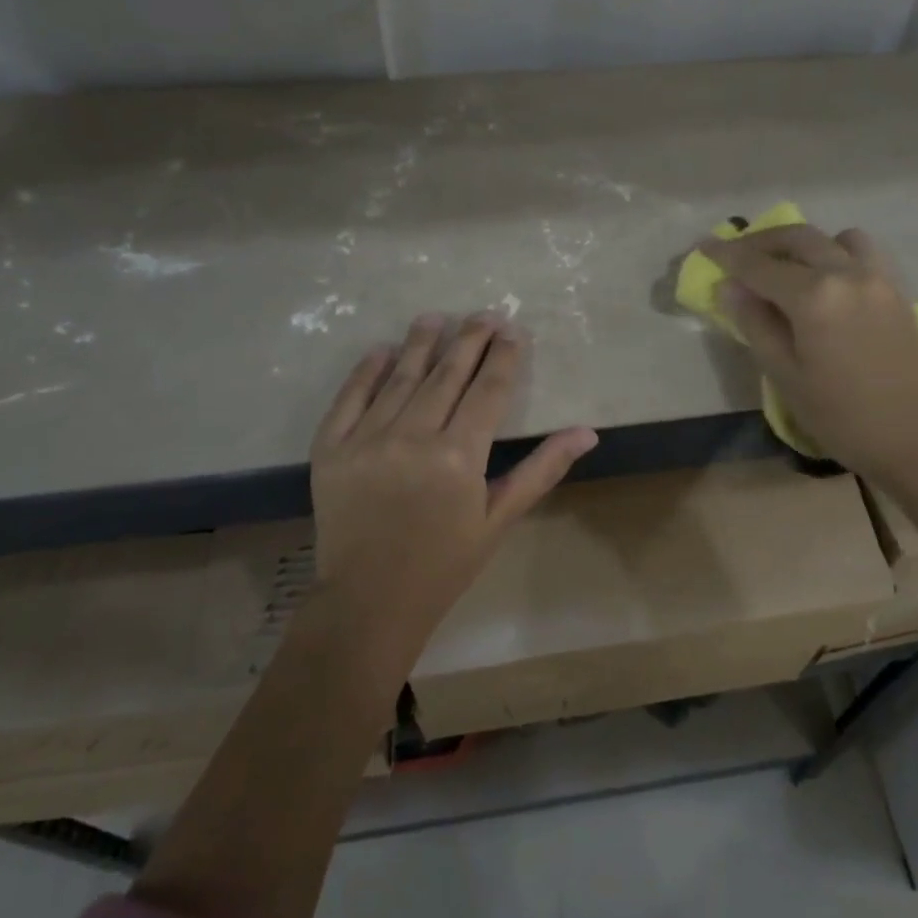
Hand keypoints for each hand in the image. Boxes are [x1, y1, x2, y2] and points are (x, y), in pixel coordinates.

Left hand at [308, 313, 597, 658]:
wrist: (368, 603)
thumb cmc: (444, 565)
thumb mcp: (498, 520)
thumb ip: (541, 470)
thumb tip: (587, 432)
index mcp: (458, 456)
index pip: (488, 390)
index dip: (505, 356)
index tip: (514, 331)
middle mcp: (412, 437)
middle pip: (447, 374)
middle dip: (469, 339)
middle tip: (484, 314)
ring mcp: (366, 440)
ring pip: (400, 377)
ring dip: (421, 343)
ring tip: (436, 317)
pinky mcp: (330, 449)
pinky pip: (349, 399)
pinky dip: (366, 371)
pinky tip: (382, 350)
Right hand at [700, 224, 917, 475]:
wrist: (917, 438)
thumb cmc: (842, 416)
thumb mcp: (785, 375)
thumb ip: (755, 324)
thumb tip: (730, 288)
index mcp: (814, 296)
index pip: (759, 265)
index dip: (727, 255)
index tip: (703, 246)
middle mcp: (847, 273)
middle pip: (797, 238)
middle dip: (760, 241)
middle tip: (734, 254)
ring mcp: (878, 278)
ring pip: (834, 237)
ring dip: (803, 243)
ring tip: (784, 266)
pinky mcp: (897, 290)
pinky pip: (862, 253)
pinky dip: (836, 252)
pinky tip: (825, 280)